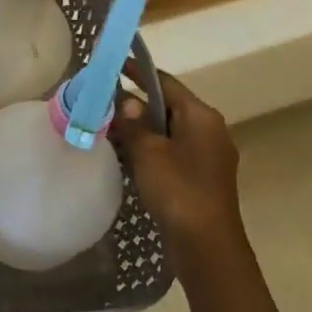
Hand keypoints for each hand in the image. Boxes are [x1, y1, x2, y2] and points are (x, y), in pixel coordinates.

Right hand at [114, 71, 244, 279]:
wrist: (206, 247)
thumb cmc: (179, 191)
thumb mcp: (149, 152)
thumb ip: (134, 123)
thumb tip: (125, 101)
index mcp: (201, 116)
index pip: (165, 82)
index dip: (137, 72)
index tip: (112, 65)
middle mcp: (209, 130)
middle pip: (167, 106)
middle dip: (135, 103)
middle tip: (102, 101)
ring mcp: (206, 156)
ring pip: (167, 130)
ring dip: (140, 128)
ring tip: (107, 126)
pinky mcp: (199, 178)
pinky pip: (170, 151)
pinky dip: (149, 148)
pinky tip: (125, 155)